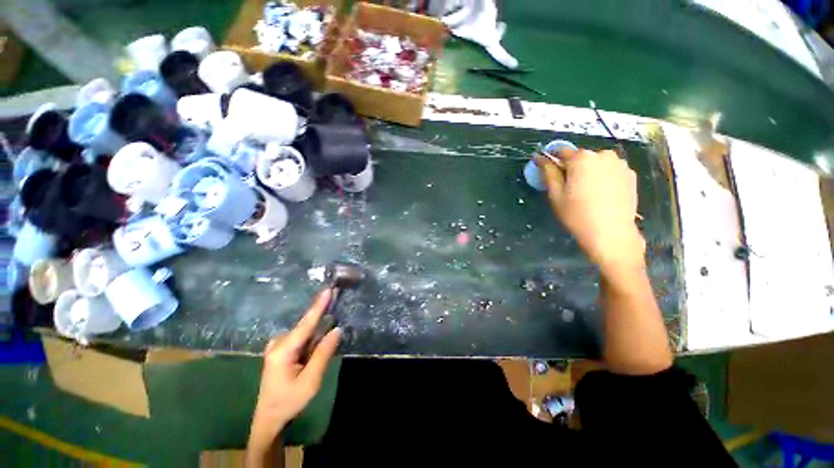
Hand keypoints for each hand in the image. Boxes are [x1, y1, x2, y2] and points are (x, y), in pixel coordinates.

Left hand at [247, 289, 341, 457]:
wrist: (269, 419)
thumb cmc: (289, 402)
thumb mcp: (310, 381)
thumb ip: (323, 353)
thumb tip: (336, 329)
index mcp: (283, 351)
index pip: (305, 324)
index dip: (318, 306)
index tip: (328, 290)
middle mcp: (278, 344)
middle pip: (305, 325)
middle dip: (321, 311)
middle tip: (336, 296)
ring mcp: (278, 347)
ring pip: (304, 331)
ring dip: (319, 323)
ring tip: (333, 311)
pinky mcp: (281, 350)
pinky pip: (301, 336)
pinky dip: (313, 332)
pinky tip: (322, 329)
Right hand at [536, 149, 645, 277]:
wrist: (611, 233)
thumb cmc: (577, 215)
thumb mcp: (555, 195)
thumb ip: (548, 172)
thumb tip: (539, 157)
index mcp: (582, 158)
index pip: (561, 150)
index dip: (552, 160)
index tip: (548, 171)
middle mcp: (603, 155)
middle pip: (580, 156)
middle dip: (572, 167)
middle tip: (568, 187)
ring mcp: (619, 163)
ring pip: (596, 162)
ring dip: (588, 171)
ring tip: (586, 192)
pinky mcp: (630, 174)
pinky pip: (610, 169)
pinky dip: (602, 176)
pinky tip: (601, 193)